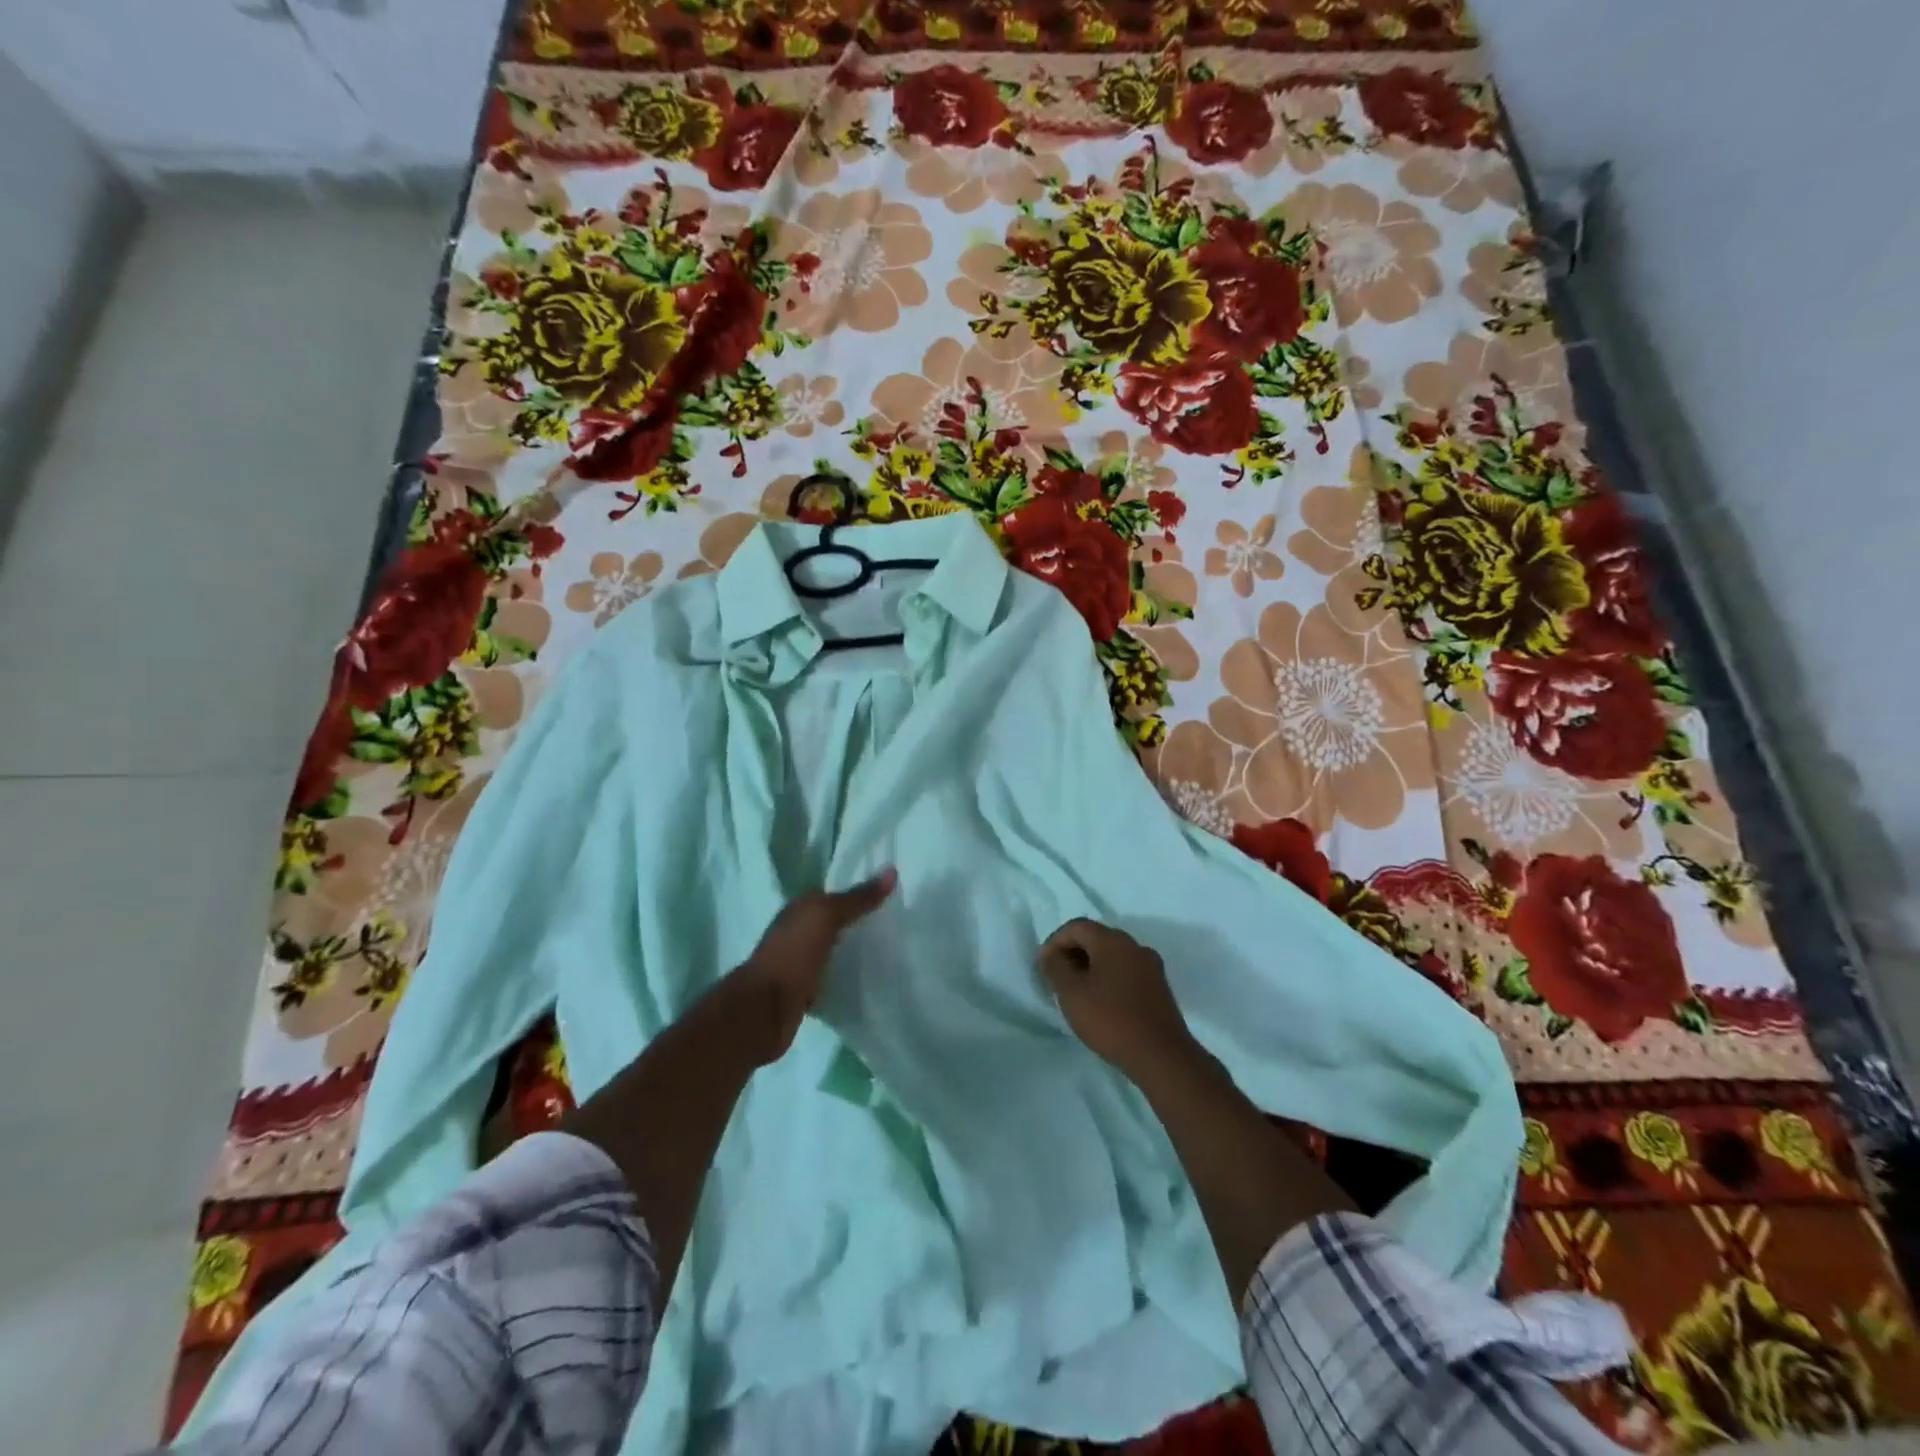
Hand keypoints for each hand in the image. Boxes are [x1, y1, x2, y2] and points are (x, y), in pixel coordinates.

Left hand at [725, 869, 895, 1063]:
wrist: (763, 1010)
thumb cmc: (792, 954)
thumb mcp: (826, 916)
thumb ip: (857, 898)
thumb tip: (892, 871)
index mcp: (798, 909)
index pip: (831, 893)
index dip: (857, 891)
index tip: (889, 894)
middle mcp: (796, 932)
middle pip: (832, 922)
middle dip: (857, 922)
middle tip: (895, 922)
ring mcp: (798, 963)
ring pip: (832, 950)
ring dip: (851, 951)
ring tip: (888, 950)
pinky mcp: (804, 992)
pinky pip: (830, 978)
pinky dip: (844, 977)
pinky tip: (867, 980)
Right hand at [1037, 918, 1195, 1081]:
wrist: (1162, 1056)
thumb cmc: (1110, 1020)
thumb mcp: (1071, 993)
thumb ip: (1056, 967)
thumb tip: (1050, 953)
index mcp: (1112, 940)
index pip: (1076, 926)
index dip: (1055, 941)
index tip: (1043, 966)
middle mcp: (1134, 945)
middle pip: (1096, 938)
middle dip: (1073, 953)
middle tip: (1058, 979)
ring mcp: (1151, 966)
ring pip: (1113, 956)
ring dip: (1091, 967)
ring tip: (1078, 993)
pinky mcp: (1159, 987)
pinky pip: (1127, 972)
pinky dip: (1109, 979)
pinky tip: (1102, 1003)